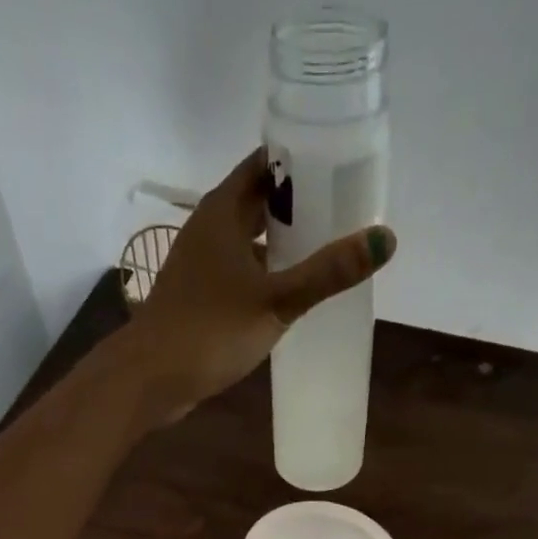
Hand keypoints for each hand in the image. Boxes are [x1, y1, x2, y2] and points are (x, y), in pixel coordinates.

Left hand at [121, 148, 396, 424]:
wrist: (151, 378)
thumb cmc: (211, 330)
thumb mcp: (277, 301)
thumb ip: (328, 272)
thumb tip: (386, 239)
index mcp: (224, 211)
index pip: (266, 164)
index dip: (302, 160)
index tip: (341, 164)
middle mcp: (210, 229)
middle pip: (259, 202)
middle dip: (298, 205)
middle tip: (344, 211)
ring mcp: (201, 266)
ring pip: (249, 241)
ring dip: (282, 244)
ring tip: (326, 252)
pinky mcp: (200, 298)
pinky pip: (240, 274)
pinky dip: (265, 276)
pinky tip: (290, 295)